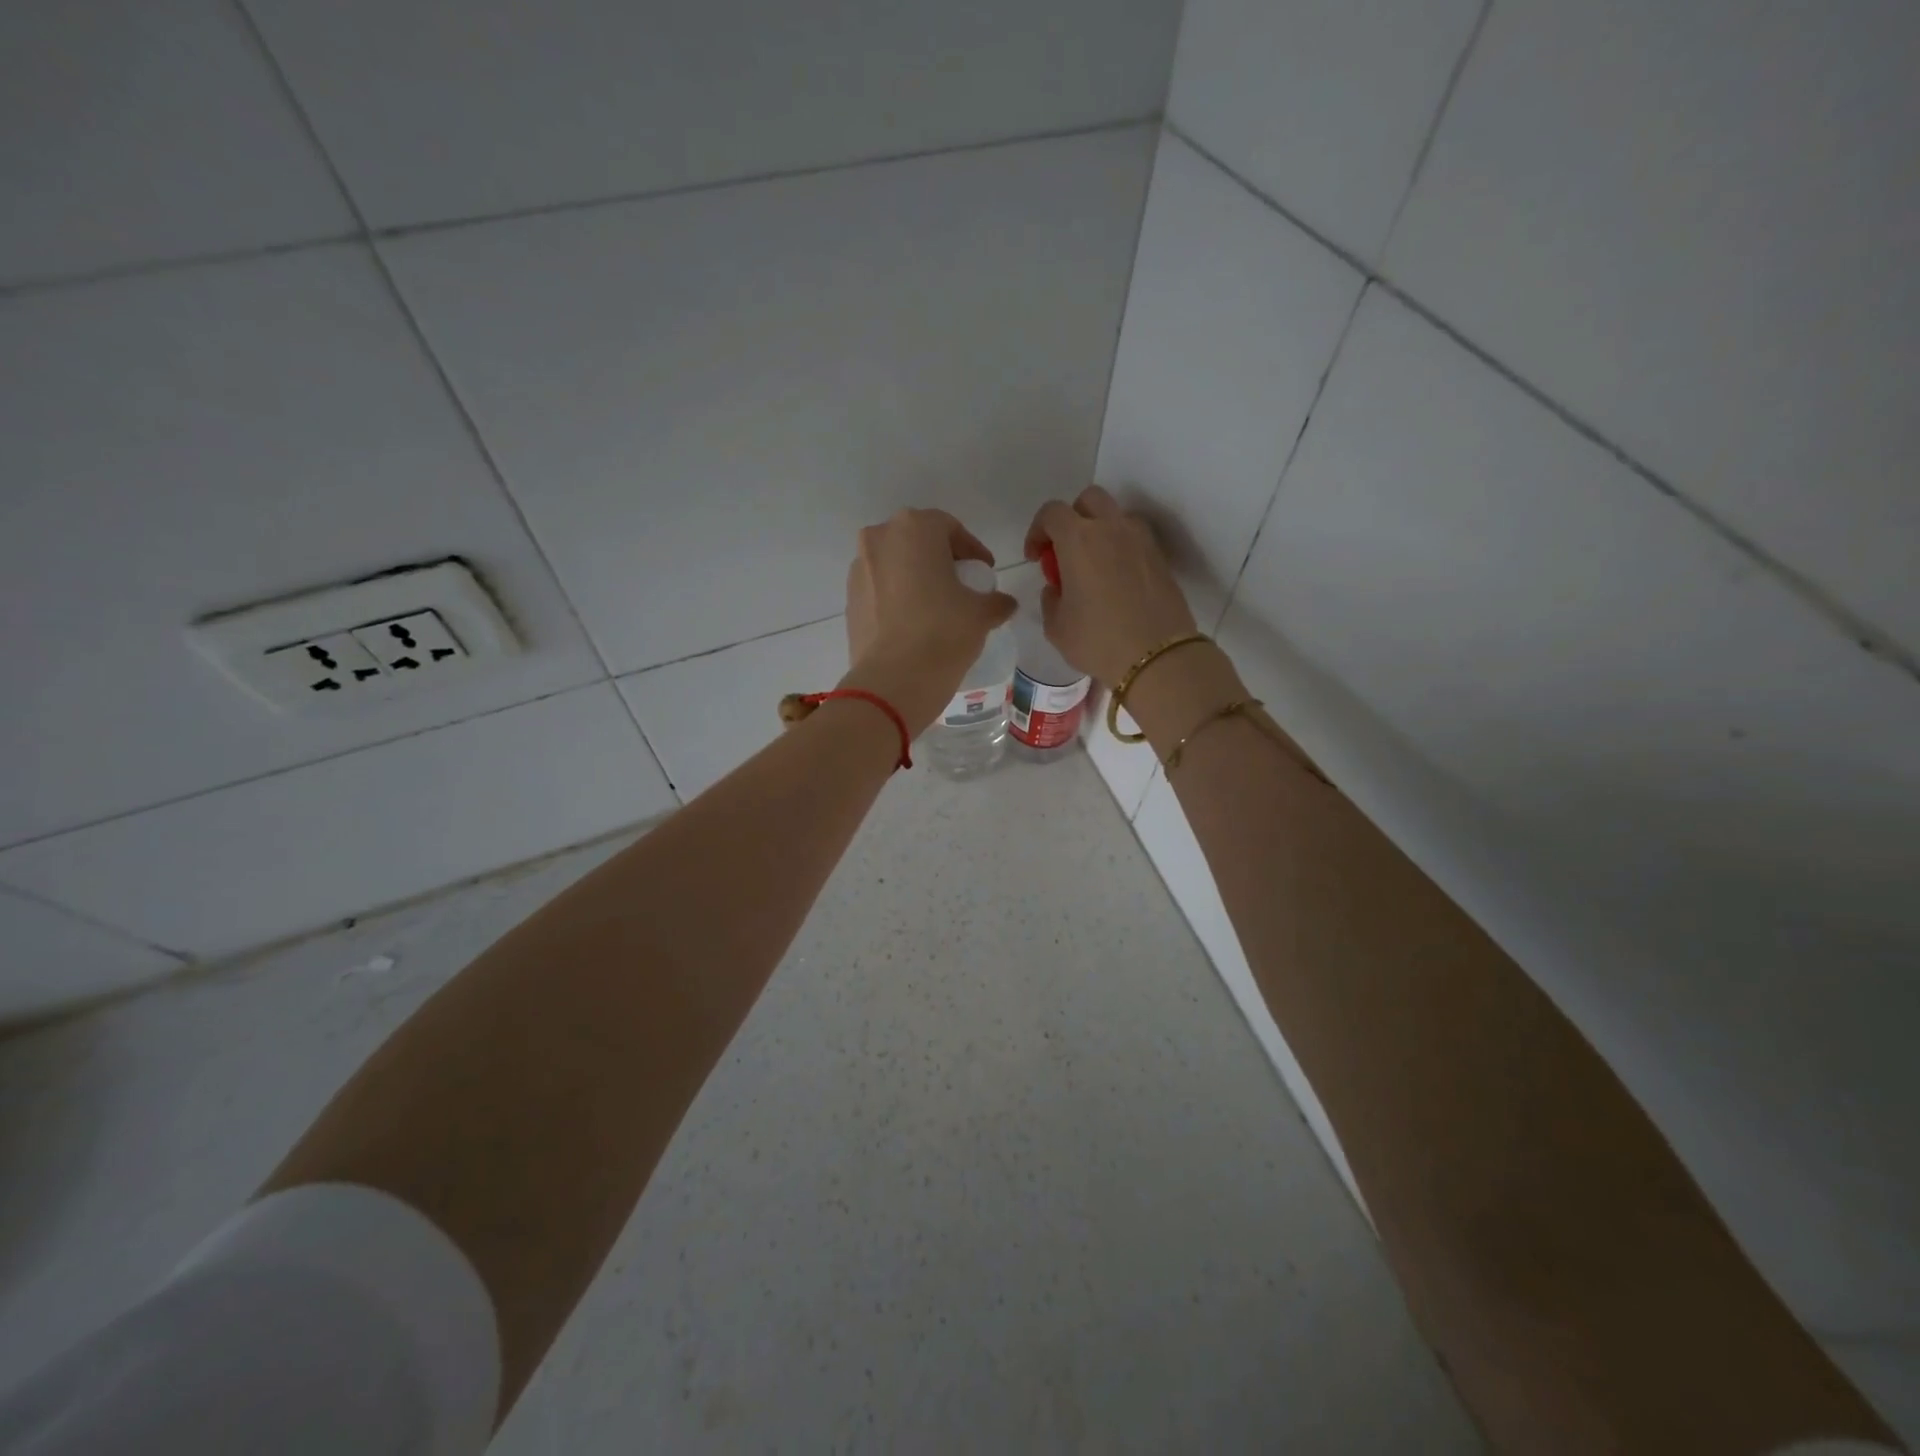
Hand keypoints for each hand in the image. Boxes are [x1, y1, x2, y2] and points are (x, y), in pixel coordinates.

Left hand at [841, 508, 1016, 734]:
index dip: (972, 550)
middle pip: (918, 541)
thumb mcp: (982, 614)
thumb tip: (1004, 604)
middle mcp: (879, 538)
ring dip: (916, 578)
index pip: (950, 528)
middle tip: (961, 586)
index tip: (984, 573)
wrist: (894, 681)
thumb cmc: (943, 632)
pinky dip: (897, 598)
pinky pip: (880, 589)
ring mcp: (859, 569)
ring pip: (895, 564)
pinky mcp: (849, 599)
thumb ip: (997, 601)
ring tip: (937, 607)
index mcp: (914, 528)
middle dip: (941, 560)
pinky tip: (913, 624)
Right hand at [1025, 485, 1197, 684]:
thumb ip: (1050, 598)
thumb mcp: (1056, 627)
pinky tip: (1116, 579)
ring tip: (1094, 566)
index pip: (1051, 513)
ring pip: (1115, 516)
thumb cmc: (1098, 641)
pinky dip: (1121, 547)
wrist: (1157, 657)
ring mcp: (1140, 540)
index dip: (1037, 531)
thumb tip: (1058, 587)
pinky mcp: (1160, 557)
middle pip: (1088, 500)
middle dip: (1072, 518)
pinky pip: (1134, 538)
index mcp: (1078, 540)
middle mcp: (1111, 528)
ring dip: (1100, 530)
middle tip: (1065, 552)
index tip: (1036, 557)